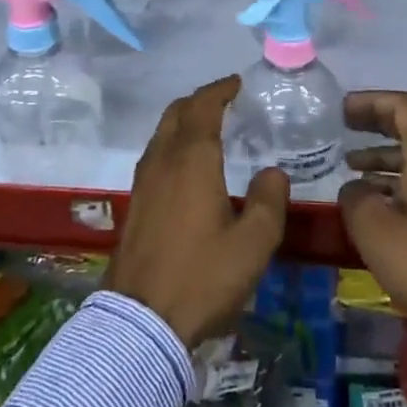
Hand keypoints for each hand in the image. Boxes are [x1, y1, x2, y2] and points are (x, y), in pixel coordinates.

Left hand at [105, 75, 290, 347]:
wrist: (140, 324)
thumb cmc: (202, 277)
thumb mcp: (253, 244)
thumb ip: (268, 201)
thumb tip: (272, 172)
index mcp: (192, 159)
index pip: (203, 106)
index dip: (220, 89)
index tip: (237, 83)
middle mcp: (163, 161)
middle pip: (176, 113)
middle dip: (200, 100)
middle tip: (225, 101)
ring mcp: (144, 183)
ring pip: (162, 133)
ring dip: (184, 121)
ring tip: (209, 129)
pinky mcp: (135, 205)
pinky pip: (155, 155)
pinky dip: (174, 144)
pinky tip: (188, 167)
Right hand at [337, 90, 406, 330]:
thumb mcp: (372, 226)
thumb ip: (354, 195)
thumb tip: (356, 187)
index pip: (403, 106)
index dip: (371, 102)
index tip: (342, 109)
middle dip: (376, 124)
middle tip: (344, 126)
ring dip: (384, 155)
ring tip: (350, 164)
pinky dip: (397, 178)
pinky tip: (373, 196)